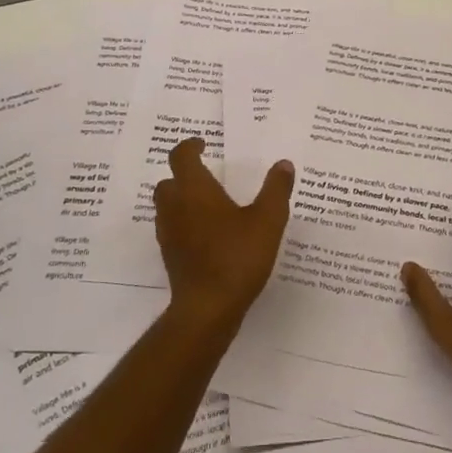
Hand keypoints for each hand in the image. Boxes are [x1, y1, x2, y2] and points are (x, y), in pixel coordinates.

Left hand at [154, 138, 294, 333]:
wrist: (208, 308)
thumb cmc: (237, 256)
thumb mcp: (268, 220)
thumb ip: (276, 189)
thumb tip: (283, 164)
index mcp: (195, 190)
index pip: (181, 156)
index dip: (190, 146)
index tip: (204, 144)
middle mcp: (175, 207)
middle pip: (169, 181)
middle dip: (185, 174)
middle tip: (207, 174)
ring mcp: (169, 234)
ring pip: (167, 206)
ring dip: (182, 199)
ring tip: (209, 204)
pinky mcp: (170, 256)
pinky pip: (173, 229)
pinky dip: (185, 223)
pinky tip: (208, 234)